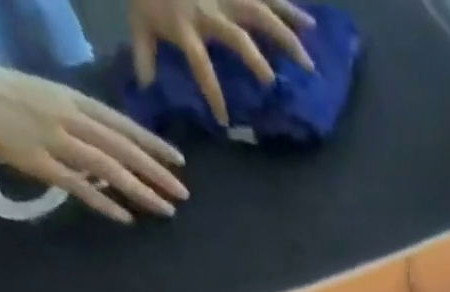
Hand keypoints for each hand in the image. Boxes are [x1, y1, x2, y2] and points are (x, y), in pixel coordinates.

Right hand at [0, 60, 187, 222]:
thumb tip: (104, 143)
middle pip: (122, 148)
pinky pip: (78, 186)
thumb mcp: (43, 94)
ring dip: (140, 191)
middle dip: (156, 172)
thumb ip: (75, 117)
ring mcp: (52, 139)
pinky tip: (126, 218)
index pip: (121, 123)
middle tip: (183, 193)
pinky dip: (104, 203)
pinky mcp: (36, 161)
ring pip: (108, 168)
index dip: (152, 143)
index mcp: (69, 98)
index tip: (179, 161)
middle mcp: (67, 117)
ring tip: (166, 209)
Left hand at [130, 0, 315, 127]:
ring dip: (286, 39)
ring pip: (260, 15)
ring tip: (308, 63)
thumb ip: (145, 55)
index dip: (212, 92)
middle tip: (273, 85)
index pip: (199, 63)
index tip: (224, 121)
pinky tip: (311, 25)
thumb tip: (147, 89)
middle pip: (236, 37)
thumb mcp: (139, 20)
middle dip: (255, 62)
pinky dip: (290, 9)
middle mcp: (208, 9)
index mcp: (185, 25)